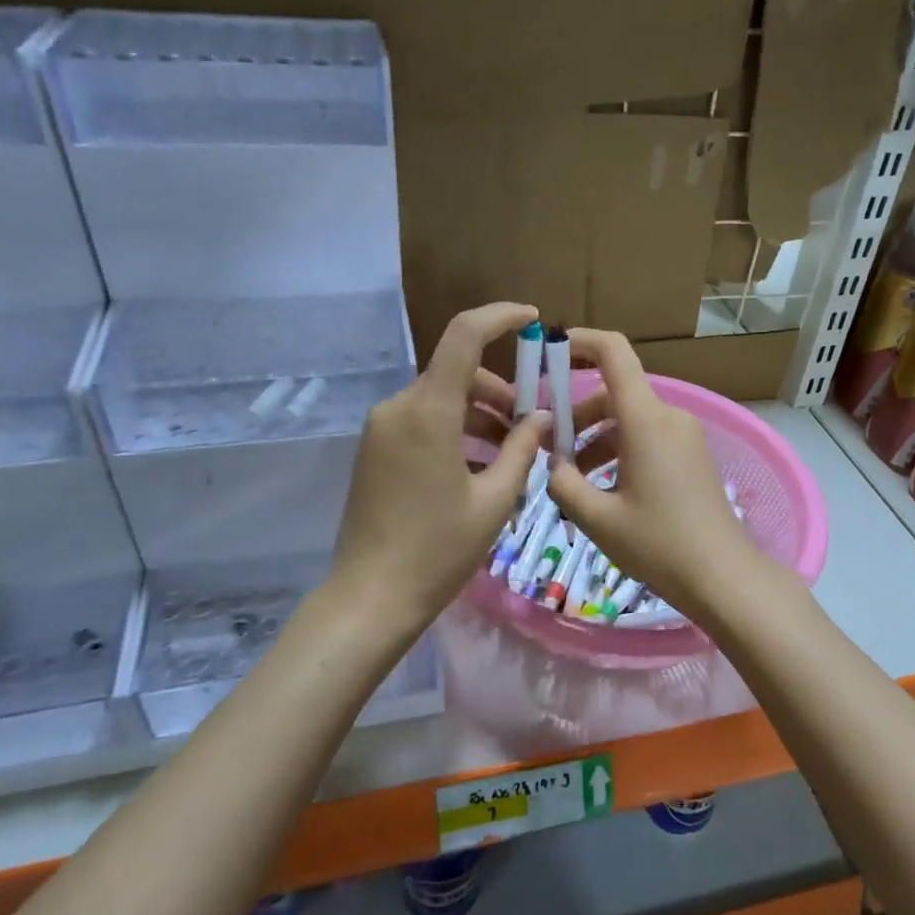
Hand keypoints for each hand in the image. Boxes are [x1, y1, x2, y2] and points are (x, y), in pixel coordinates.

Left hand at [331, 303, 548, 629]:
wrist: (372, 597)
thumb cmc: (439, 550)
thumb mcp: (495, 499)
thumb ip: (522, 449)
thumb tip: (542, 417)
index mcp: (428, 412)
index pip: (463, 335)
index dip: (500, 318)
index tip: (532, 319)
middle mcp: (398, 407)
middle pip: (457, 373)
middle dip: (500, 391)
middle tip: (532, 427)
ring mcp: (381, 429)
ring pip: (441, 399)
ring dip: (480, 415)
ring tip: (511, 456)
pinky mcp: (374, 450)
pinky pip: (423, 421)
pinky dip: (456, 430)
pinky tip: (479, 468)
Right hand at [548, 329, 769, 622]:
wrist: (723, 576)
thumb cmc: (658, 544)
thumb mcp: (597, 518)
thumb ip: (564, 484)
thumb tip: (554, 466)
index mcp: (646, 419)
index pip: (614, 352)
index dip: (581, 341)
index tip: (550, 351)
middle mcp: (669, 416)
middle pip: (614, 394)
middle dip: (576, 416)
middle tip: (547, 451)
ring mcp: (684, 436)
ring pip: (629, 419)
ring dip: (595, 439)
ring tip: (571, 480)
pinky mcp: (692, 456)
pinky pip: (647, 437)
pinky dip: (619, 451)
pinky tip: (603, 490)